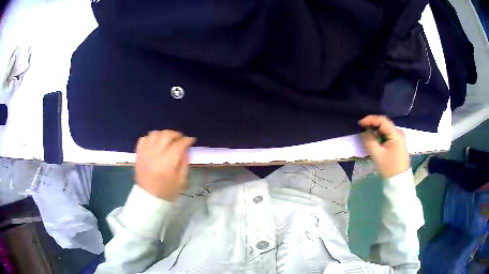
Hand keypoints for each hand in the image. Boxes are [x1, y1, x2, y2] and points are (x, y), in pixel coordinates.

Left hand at [134, 130, 195, 201]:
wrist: (149, 198)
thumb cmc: (167, 191)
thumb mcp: (182, 180)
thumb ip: (185, 162)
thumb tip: (186, 149)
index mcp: (168, 163)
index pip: (179, 144)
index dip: (187, 140)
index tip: (191, 140)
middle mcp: (155, 154)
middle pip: (166, 135)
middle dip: (176, 134)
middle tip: (181, 138)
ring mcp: (145, 153)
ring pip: (155, 134)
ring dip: (163, 134)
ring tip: (168, 139)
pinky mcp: (138, 154)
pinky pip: (144, 138)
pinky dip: (151, 137)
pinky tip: (155, 142)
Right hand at [358, 115, 409, 177]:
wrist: (399, 179)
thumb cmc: (389, 167)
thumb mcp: (377, 155)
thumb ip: (369, 141)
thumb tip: (364, 132)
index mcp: (395, 134)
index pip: (382, 120)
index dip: (370, 119)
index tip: (359, 124)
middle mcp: (398, 132)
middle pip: (383, 123)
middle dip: (372, 125)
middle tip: (362, 130)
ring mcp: (399, 136)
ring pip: (385, 129)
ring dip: (375, 131)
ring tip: (367, 136)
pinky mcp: (398, 141)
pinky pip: (387, 134)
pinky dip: (380, 136)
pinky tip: (375, 140)